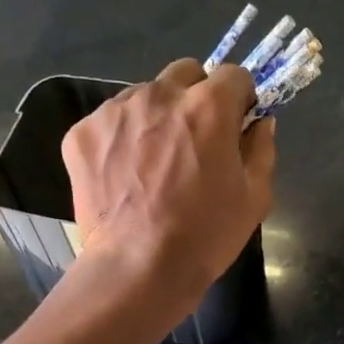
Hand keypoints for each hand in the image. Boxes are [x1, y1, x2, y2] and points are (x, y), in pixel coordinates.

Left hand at [62, 59, 275, 318]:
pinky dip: (120, 140)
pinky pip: (109, 123)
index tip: (235, 126)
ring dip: (156, 118)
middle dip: (196, 97)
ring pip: (144, 96)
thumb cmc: (205, 237)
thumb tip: (259, 123)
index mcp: (208, 106)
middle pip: (185, 74)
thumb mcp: (254, 198)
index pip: (233, 75)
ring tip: (153, 164)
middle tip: (194, 141)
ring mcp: (115, 111)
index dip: (239, 100)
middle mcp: (160, 94)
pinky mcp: (82, 133)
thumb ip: (261, 149)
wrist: (139, 269)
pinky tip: (124, 176)